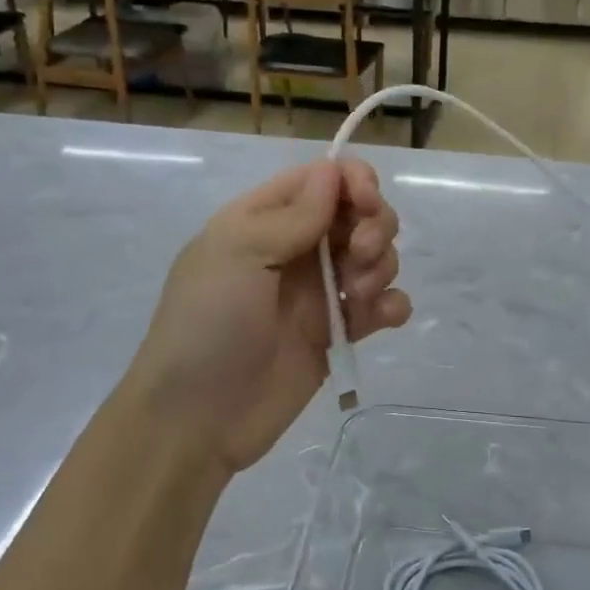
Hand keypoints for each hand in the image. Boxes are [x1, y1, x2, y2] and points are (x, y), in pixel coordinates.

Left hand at [124, 159, 411, 472]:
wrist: (197, 419)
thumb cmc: (208, 324)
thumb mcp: (237, 254)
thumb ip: (292, 215)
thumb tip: (333, 170)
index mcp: (264, 219)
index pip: (322, 179)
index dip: (354, 181)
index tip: (366, 204)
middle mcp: (296, 248)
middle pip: (358, 213)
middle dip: (374, 225)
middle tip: (360, 254)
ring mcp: (319, 292)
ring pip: (375, 256)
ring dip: (381, 266)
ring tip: (358, 297)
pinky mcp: (337, 333)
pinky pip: (381, 306)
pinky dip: (392, 305)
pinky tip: (383, 319)